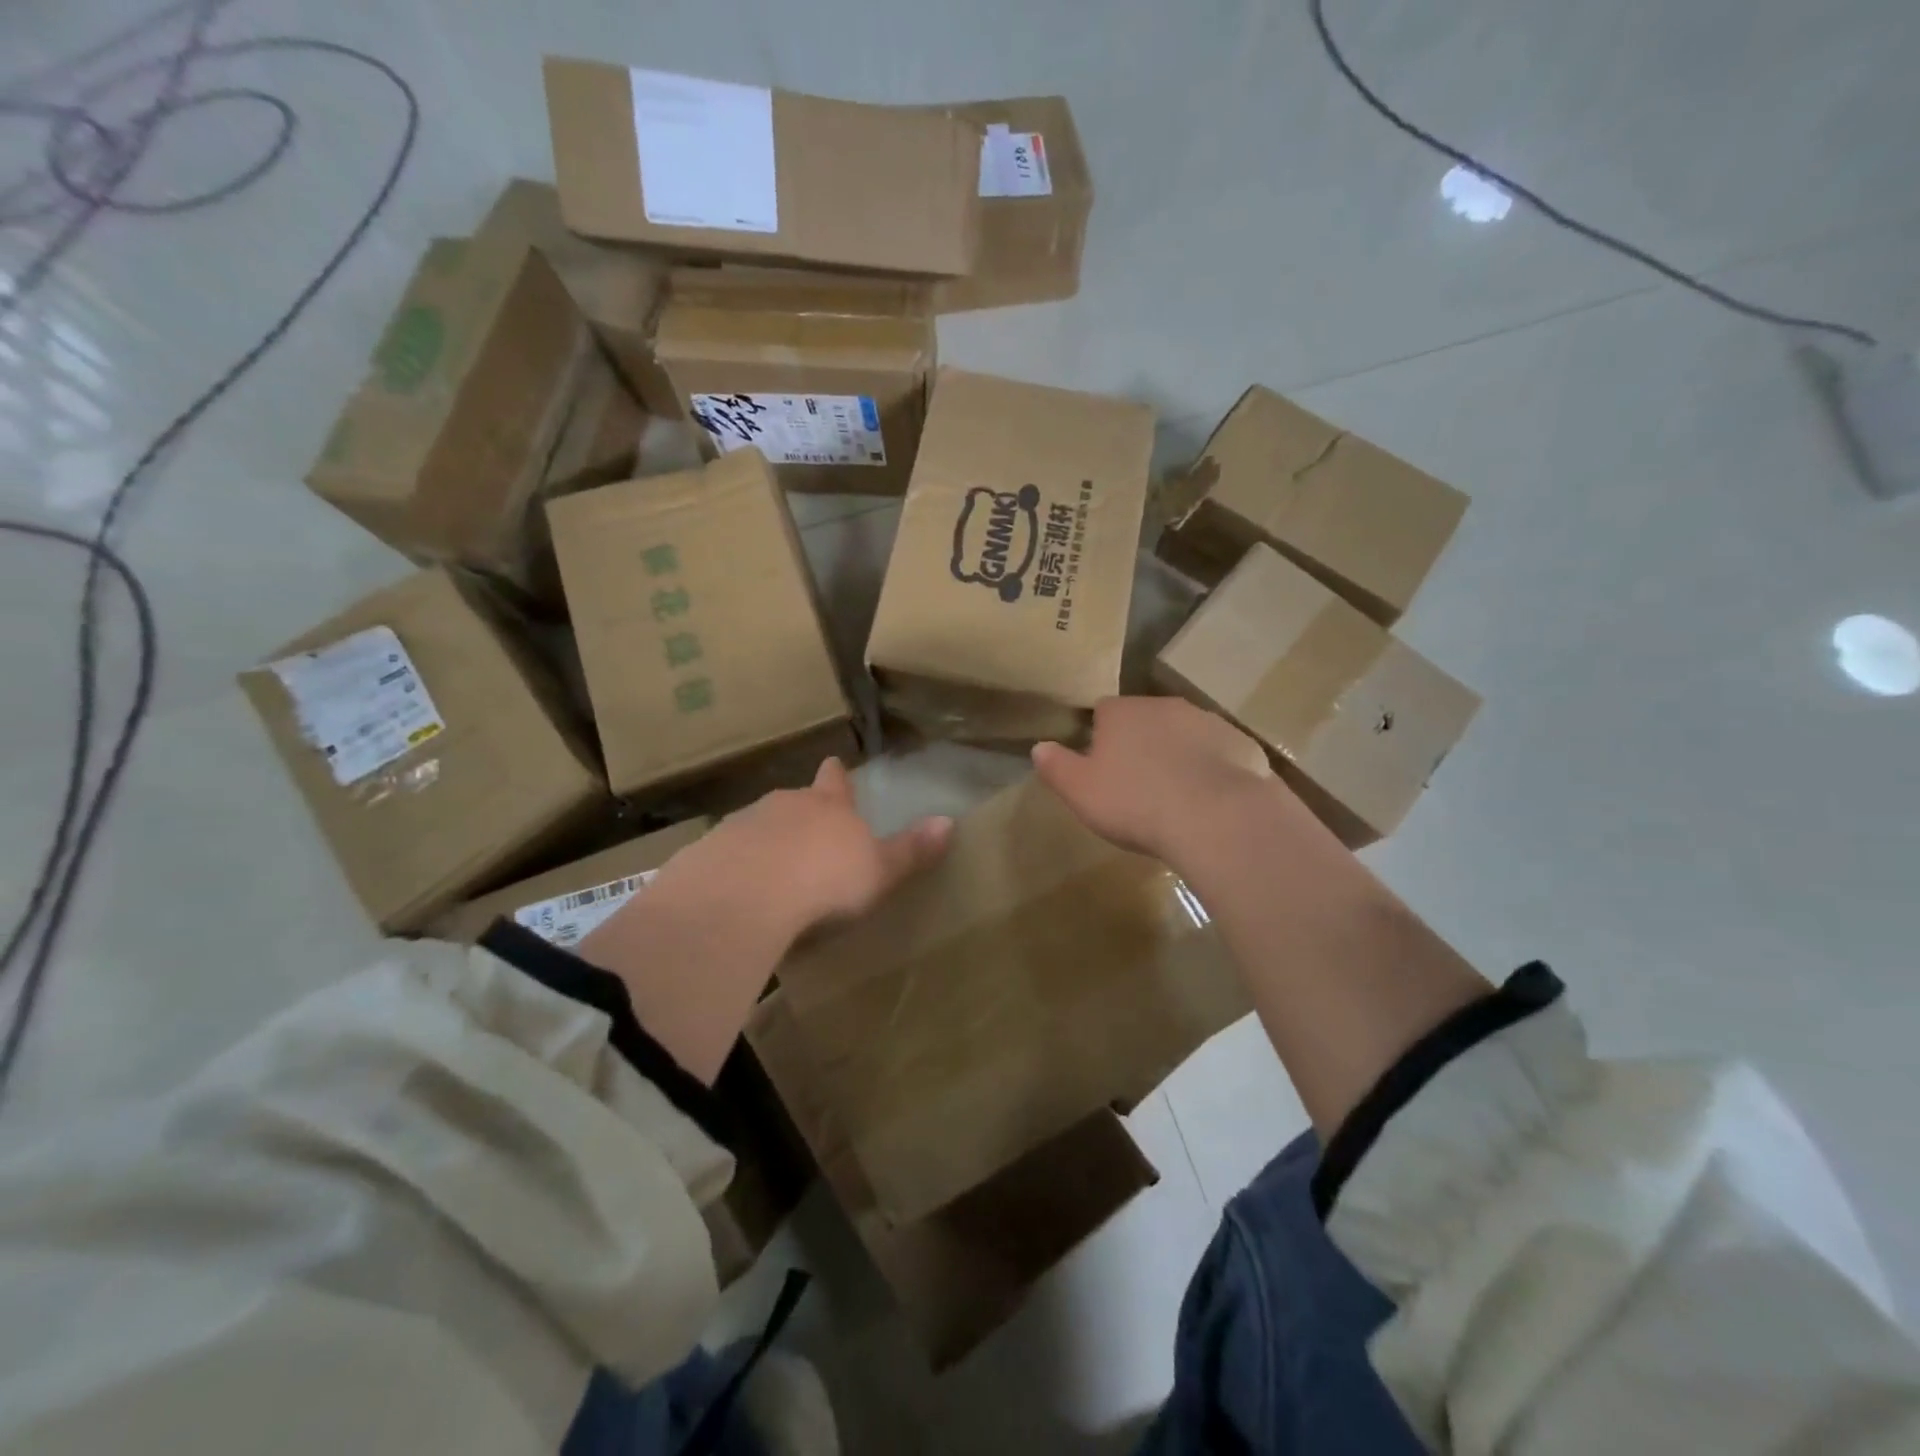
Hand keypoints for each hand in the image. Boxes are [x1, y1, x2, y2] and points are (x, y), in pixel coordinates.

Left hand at [696, 757, 953, 936]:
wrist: (747, 895)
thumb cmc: (825, 879)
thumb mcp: (879, 869)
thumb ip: (911, 849)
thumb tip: (949, 822)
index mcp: (828, 806)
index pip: (835, 781)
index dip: (836, 776)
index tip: (833, 766)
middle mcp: (784, 805)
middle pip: (795, 800)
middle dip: (801, 812)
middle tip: (808, 833)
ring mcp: (742, 825)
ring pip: (759, 826)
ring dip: (767, 841)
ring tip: (773, 870)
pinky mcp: (709, 853)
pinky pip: (727, 855)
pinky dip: (736, 867)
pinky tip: (739, 893)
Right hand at [1031, 696, 1285, 864]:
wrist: (1217, 818)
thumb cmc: (1136, 802)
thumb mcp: (1080, 791)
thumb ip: (1056, 766)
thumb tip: (1039, 747)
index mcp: (1122, 711)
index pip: (1102, 711)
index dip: (1099, 738)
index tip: (1102, 769)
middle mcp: (1164, 706)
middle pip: (1144, 720)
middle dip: (1139, 744)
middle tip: (1136, 786)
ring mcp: (1207, 721)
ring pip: (1182, 734)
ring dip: (1176, 755)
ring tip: (1174, 797)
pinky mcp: (1241, 743)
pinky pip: (1216, 753)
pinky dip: (1209, 769)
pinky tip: (1208, 801)